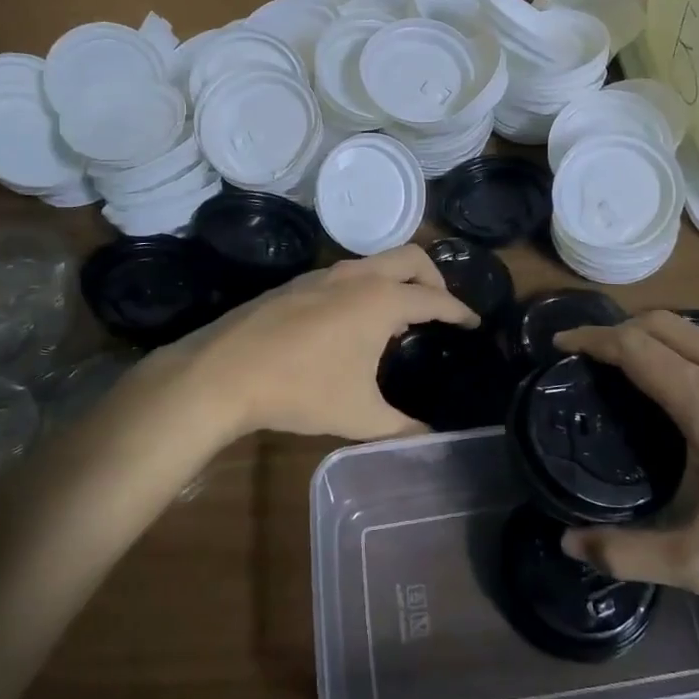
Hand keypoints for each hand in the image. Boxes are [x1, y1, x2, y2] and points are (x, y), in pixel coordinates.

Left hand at [160, 244, 477, 440]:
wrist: (224, 372)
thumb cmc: (301, 390)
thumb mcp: (360, 416)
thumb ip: (403, 428)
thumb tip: (431, 440)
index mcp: (381, 301)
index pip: (435, 300)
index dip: (460, 311)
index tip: (475, 321)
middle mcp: (357, 277)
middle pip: (411, 258)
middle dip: (434, 278)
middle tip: (441, 308)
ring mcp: (323, 275)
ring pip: (375, 262)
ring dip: (396, 280)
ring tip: (400, 317)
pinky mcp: (296, 284)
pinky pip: (347, 274)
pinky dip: (366, 287)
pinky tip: (353, 322)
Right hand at [554, 311, 698, 640]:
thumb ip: (630, 552)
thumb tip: (570, 546)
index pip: (635, 346)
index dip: (591, 337)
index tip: (560, 342)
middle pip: (664, 323)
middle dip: (619, 328)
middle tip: (588, 357)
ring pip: (698, 333)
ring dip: (657, 337)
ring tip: (631, 372)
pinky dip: (690, 353)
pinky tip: (692, 396)